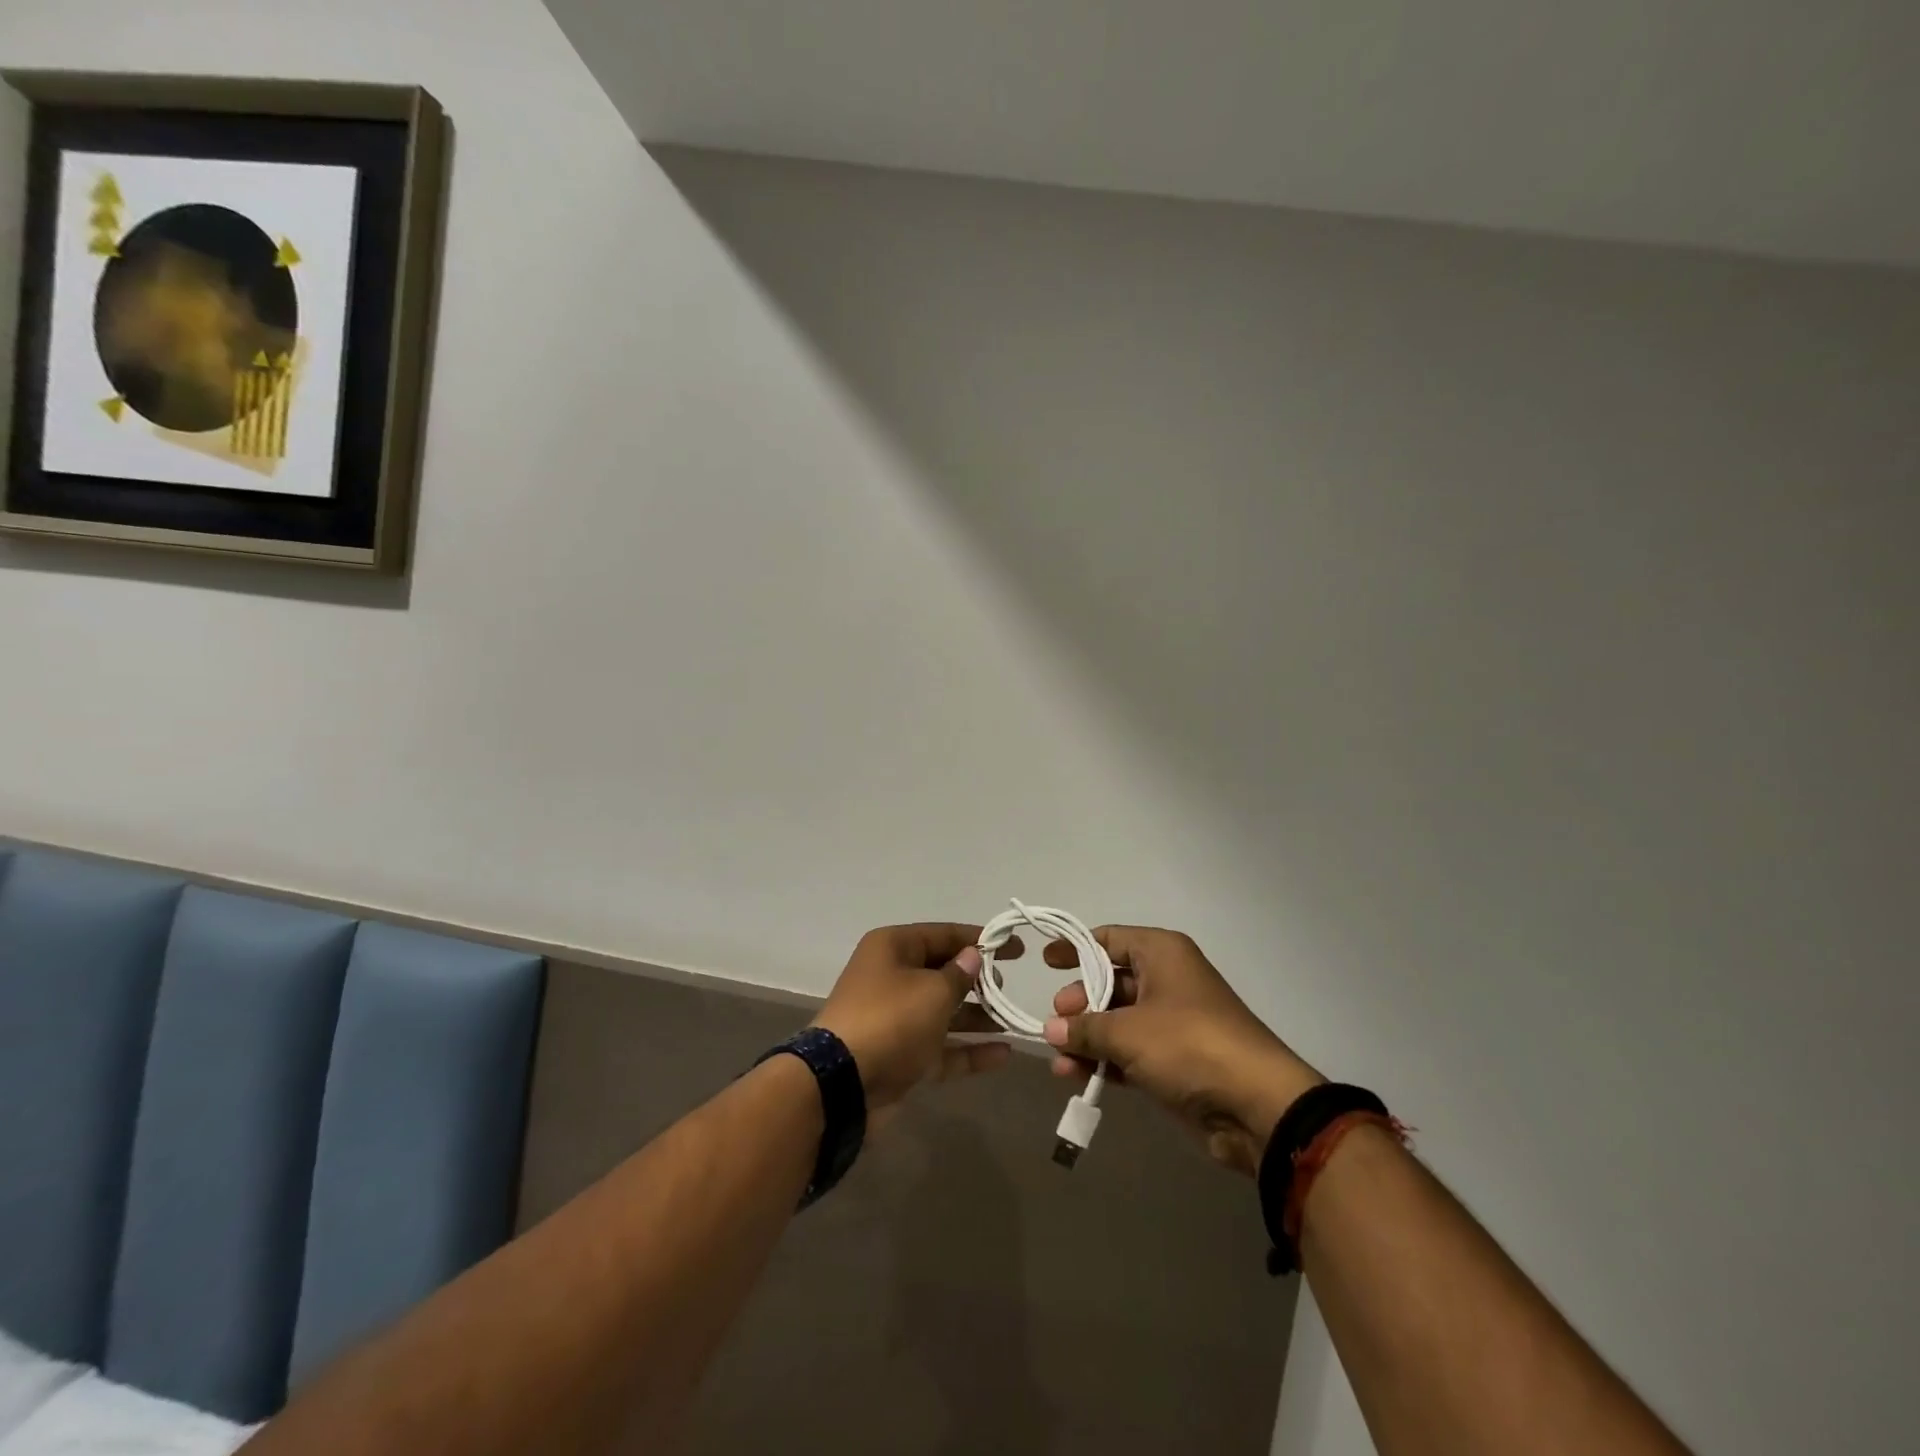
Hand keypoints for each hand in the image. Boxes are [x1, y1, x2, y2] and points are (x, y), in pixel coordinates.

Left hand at [812, 923, 1011, 1115]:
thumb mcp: (932, 991)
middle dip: (978, 980)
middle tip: (1007, 988)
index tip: (1016, 948)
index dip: (981, 939)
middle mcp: (893, 978)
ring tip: (1013, 1019)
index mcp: (894, 948)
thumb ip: (960, 974)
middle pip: (943, 972)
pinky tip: (1004, 1054)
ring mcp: (896, 1019)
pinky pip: (941, 1047)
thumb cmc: (891, 1020)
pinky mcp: (901, 1056)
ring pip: (944, 1011)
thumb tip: (973, 957)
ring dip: (978, 1016)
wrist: (841, 1085)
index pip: (944, 934)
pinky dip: (968, 1049)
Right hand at [1016, 926, 1322, 1174]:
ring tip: (1059, 1062)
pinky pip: (1132, 1051)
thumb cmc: (1188, 1045)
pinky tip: (1079, 1078)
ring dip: (1088, 1039)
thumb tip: (1050, 1029)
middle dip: (1079, 1004)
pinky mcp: (1177, 1059)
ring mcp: (1173, 1021)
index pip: (1109, 939)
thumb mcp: (1127, 1032)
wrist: (1256, 1105)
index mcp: (1161, 954)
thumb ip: (1084, 1028)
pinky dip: (1107, 1061)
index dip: (1075, 948)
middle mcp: (1167, 979)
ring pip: (1119, 1021)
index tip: (1045, 962)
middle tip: (1054, 1024)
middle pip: (1111, 981)